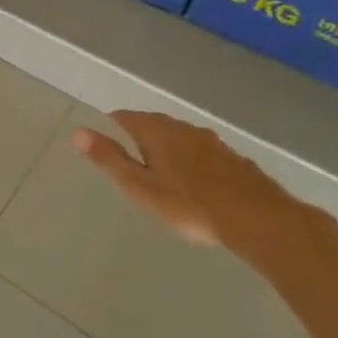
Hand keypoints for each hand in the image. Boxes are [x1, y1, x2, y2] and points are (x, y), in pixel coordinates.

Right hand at [72, 111, 317, 252]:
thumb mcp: (140, 186)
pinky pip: (203, 152)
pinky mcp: (234, 159)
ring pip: (180, 137)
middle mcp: (183, 128)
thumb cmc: (190, 204)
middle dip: (140, 136)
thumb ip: (110, 159)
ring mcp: (212, 142)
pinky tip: (196, 181)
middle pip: (154, 124)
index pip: (124, 117)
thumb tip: (78, 132)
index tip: (105, 145)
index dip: (111, 127)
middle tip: (131, 160)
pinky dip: (192, 160)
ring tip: (161, 170)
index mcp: (156, 131)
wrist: (260, 219)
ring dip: (168, 148)